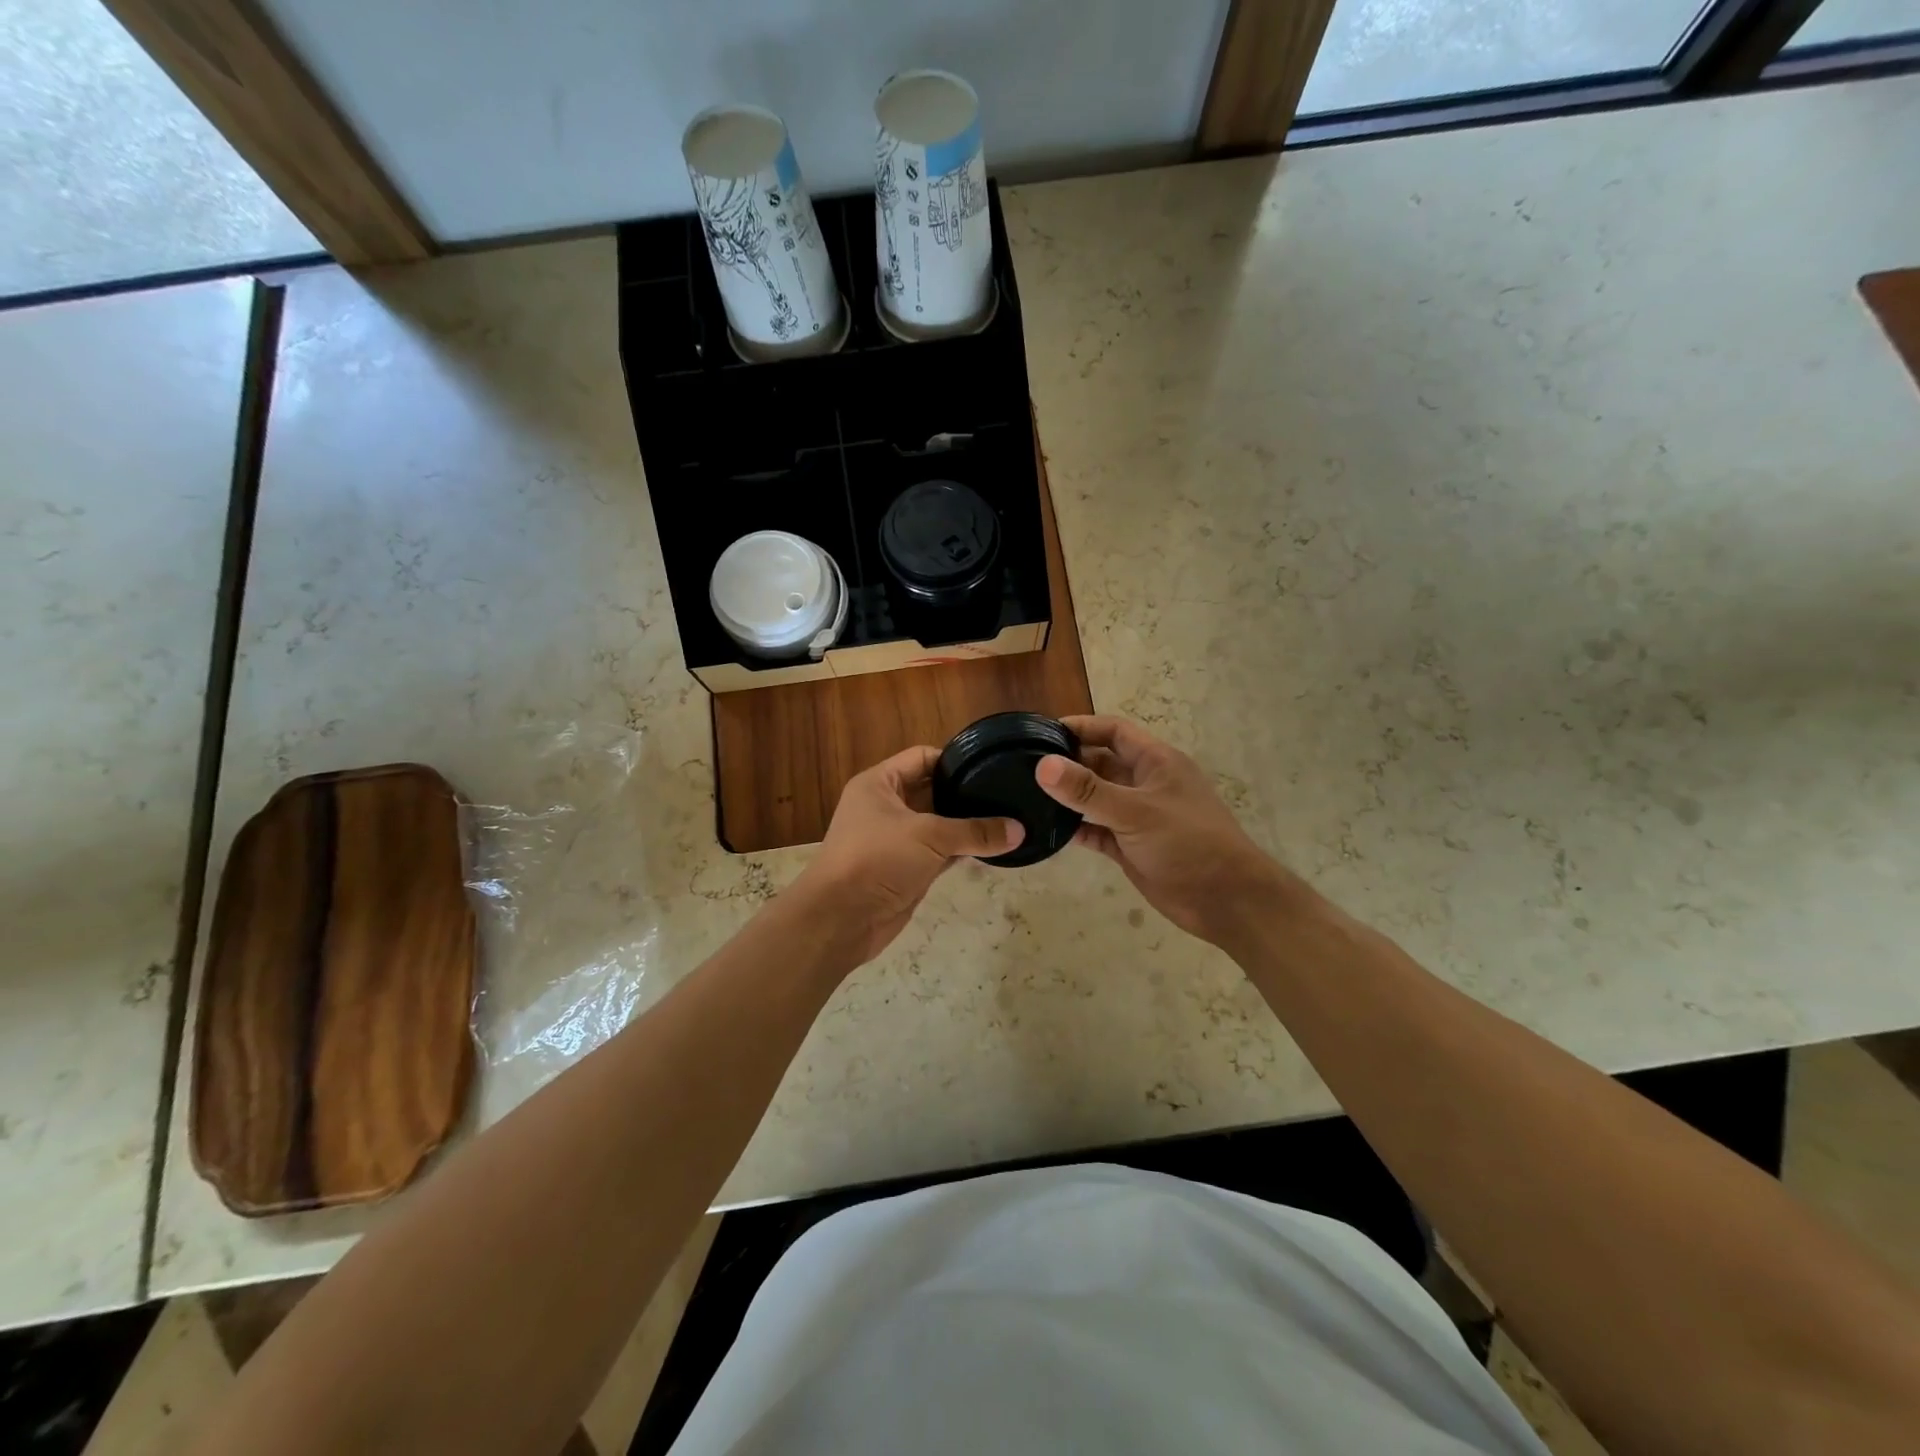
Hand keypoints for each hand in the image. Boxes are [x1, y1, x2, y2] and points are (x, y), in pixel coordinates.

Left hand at [791, 745, 1022, 964]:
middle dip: (965, 793)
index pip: (922, 757)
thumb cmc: (877, 860)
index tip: (991, 765)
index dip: (954, 760)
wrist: (841, 919)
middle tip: (1008, 793)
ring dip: (966, 825)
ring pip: (938, 824)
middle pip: (932, 791)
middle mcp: (886, 806)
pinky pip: (939, 852)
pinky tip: (992, 848)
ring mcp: (895, 839)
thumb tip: (1019, 830)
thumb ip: (975, 831)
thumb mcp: (929, 836)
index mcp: (879, 783)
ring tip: (1009, 819)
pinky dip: (961, 850)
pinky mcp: (905, 869)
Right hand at [1035, 715, 1290, 945]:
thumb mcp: (1135, 810)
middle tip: (1025, 765)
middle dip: (1069, 762)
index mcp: (1156, 762)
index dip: (1081, 727)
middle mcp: (1145, 784)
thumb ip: (1088, 790)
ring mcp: (1138, 816)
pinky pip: (1097, 830)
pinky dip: (1076, 829)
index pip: (1114, 731)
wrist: (1225, 899)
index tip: (1042, 732)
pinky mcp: (1130, 847)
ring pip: (1097, 798)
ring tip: (1028, 795)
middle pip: (1101, 762)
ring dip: (1069, 796)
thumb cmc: (1187, 842)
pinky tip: (1048, 830)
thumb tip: (1043, 765)